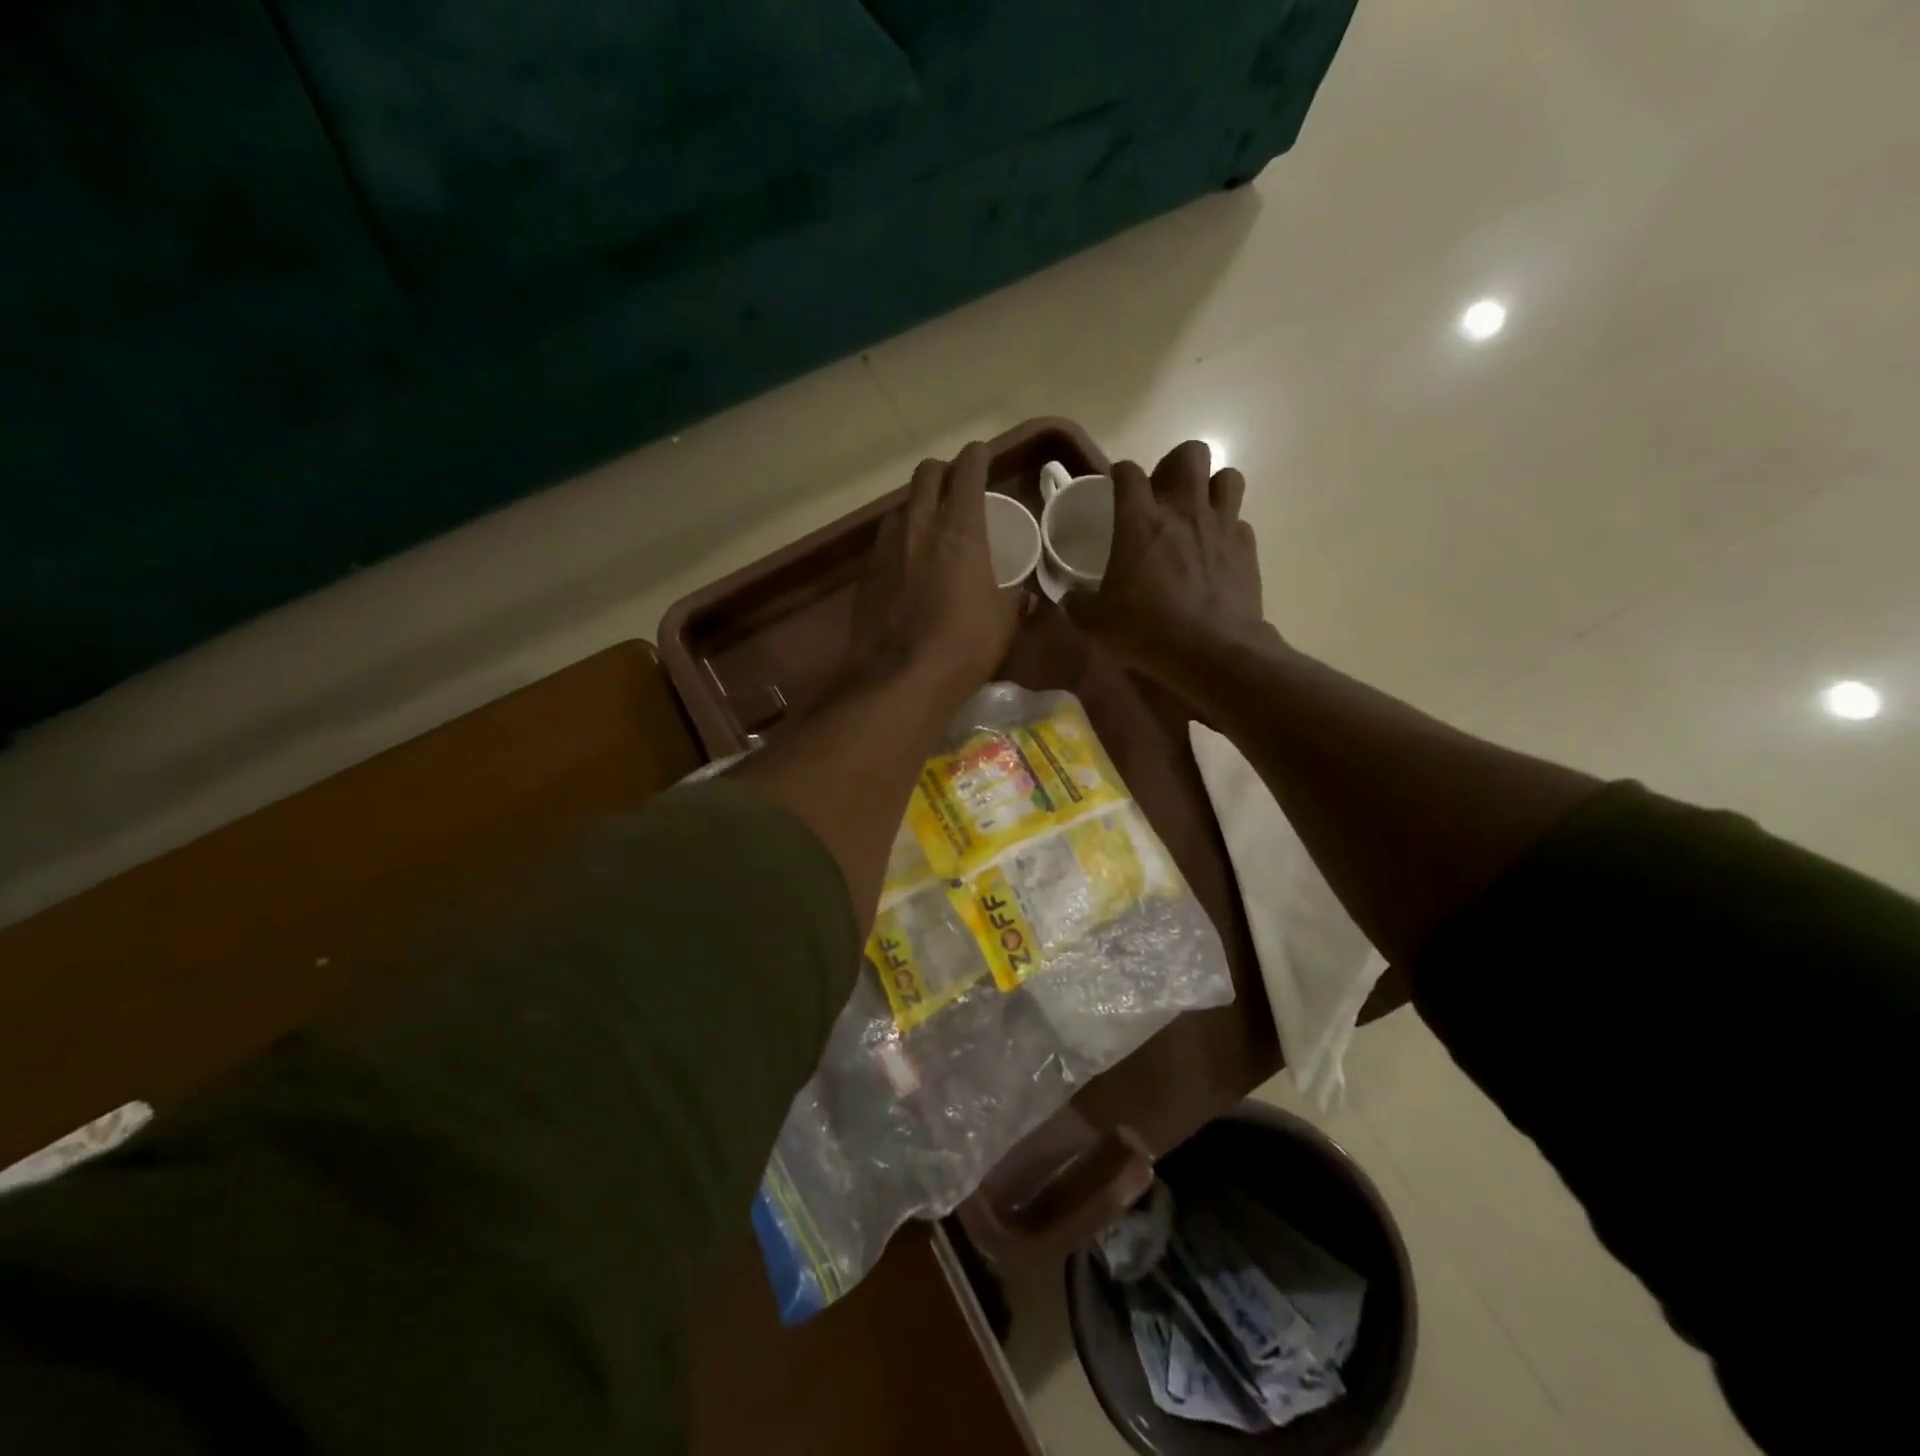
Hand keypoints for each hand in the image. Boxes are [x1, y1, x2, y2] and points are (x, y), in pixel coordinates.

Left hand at [848, 442, 1021, 711]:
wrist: (901, 679)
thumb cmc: (965, 646)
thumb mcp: (1004, 622)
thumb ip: (1014, 599)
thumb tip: (1024, 596)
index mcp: (960, 531)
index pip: (967, 473)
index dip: (977, 457)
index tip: (981, 453)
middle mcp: (919, 528)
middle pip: (925, 476)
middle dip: (941, 471)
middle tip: (953, 483)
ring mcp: (887, 550)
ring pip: (900, 507)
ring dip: (915, 506)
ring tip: (926, 525)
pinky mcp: (866, 575)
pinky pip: (883, 543)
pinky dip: (898, 541)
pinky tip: (905, 563)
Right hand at [1064, 440, 1273, 687]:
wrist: (1211, 652)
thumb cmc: (1147, 631)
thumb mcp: (1096, 623)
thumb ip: (1078, 602)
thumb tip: (1069, 596)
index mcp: (1140, 521)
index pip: (1128, 472)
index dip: (1120, 474)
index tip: (1115, 488)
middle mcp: (1184, 510)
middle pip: (1190, 453)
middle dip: (1175, 465)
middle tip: (1163, 495)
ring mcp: (1221, 526)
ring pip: (1227, 477)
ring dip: (1211, 488)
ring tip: (1197, 513)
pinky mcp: (1246, 548)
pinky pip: (1240, 521)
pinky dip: (1228, 529)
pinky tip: (1216, 551)